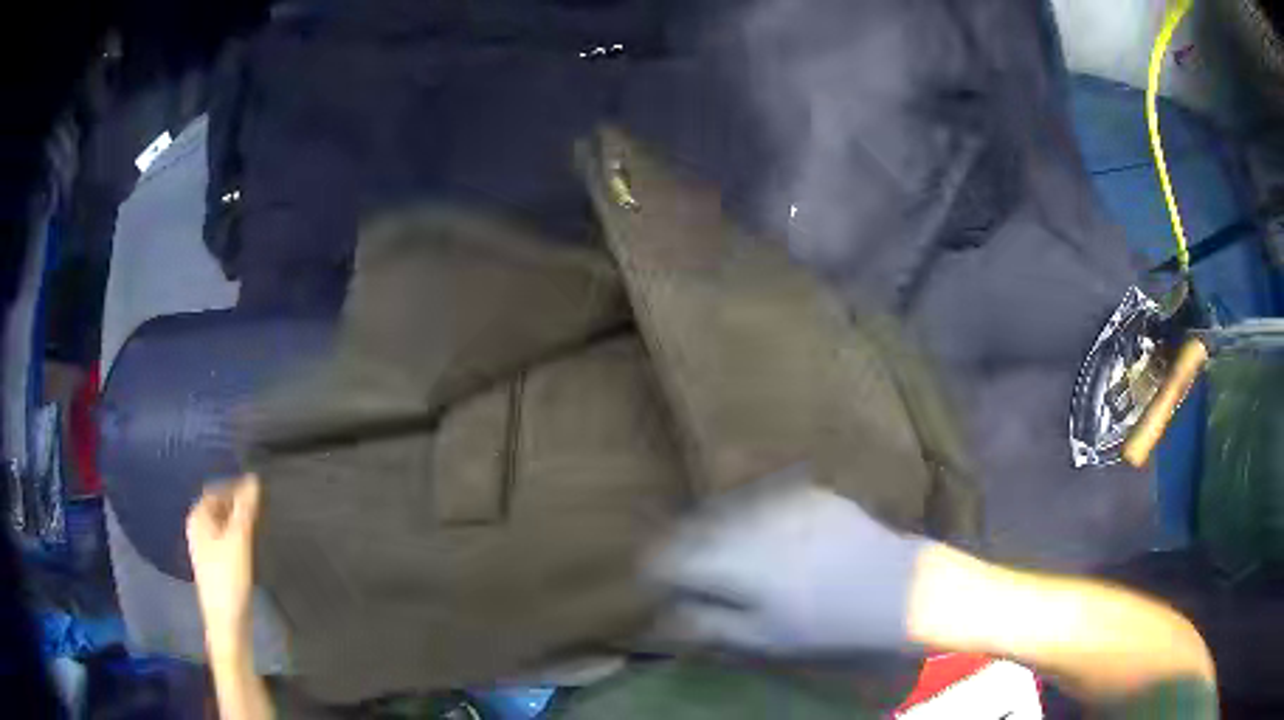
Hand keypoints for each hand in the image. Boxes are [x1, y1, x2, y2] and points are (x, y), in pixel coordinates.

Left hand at [186, 474, 260, 652]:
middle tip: (264, 505)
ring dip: (241, 520)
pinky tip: (254, 544)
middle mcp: (199, 528)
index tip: (259, 488)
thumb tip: (254, 479)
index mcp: (198, 517)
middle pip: (220, 506)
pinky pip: (228, 539)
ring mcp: (207, 548)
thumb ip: (245, 508)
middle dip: (239, 503)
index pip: (217, 489)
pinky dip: (240, 536)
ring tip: (263, 522)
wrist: (227, 622)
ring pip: (225, 524)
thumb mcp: (239, 539)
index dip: (235, 486)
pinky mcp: (217, 564)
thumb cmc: (228, 578)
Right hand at [651, 473, 927, 654]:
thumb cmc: (825, 623)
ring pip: (727, 508)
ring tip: (723, 548)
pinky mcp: (808, 492)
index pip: (671, 558)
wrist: (893, 588)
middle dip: (682, 546)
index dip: (656, 571)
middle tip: (688, 568)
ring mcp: (781, 501)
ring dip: (714, 527)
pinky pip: (763, 497)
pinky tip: (764, 531)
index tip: (657, 583)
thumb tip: (669, 613)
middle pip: (694, 527)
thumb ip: (708, 622)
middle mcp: (749, 523)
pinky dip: (751, 514)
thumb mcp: (762, 638)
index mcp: (732, 563)